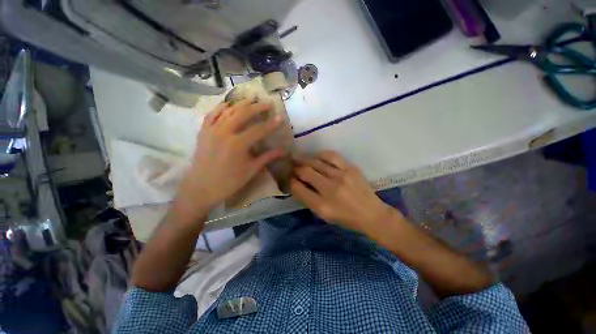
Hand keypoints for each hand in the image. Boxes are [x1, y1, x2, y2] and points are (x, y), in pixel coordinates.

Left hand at [174, 100, 285, 222]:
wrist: (201, 187)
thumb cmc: (229, 181)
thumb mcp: (251, 169)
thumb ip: (267, 157)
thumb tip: (284, 151)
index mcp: (238, 144)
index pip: (259, 130)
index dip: (271, 123)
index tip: (280, 116)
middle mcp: (224, 132)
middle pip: (243, 114)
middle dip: (257, 107)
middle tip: (267, 103)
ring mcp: (212, 130)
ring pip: (228, 110)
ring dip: (241, 104)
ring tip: (251, 99)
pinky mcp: (203, 131)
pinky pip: (212, 114)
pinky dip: (221, 107)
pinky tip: (228, 104)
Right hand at [290, 151, 399, 233]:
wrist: (371, 214)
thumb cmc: (346, 218)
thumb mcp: (324, 215)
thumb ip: (308, 199)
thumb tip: (296, 184)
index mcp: (322, 206)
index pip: (298, 188)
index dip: (289, 180)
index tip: (287, 176)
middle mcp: (330, 189)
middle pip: (306, 172)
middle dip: (295, 168)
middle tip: (290, 165)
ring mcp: (341, 176)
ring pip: (316, 163)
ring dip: (304, 160)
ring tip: (299, 159)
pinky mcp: (350, 168)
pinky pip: (331, 156)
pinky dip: (320, 155)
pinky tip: (316, 156)